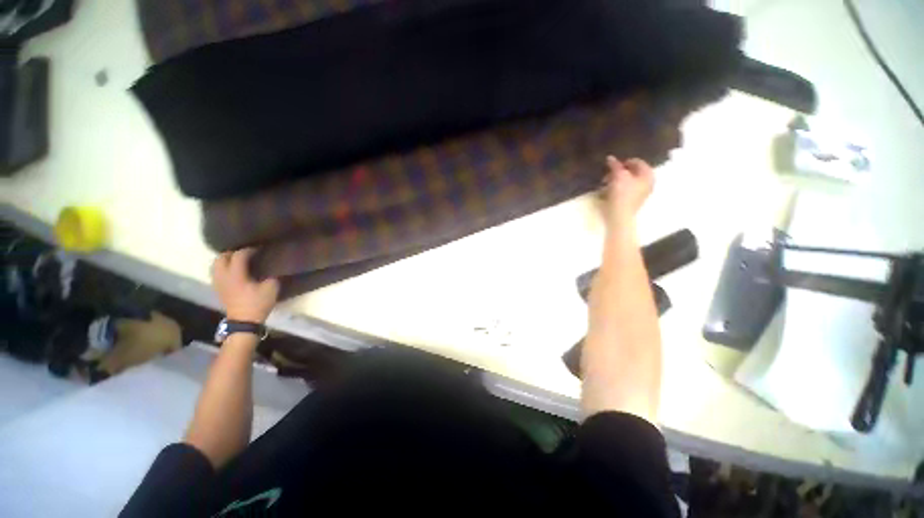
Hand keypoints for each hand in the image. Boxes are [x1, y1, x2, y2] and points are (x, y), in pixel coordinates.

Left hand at [211, 248, 278, 323]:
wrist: (244, 321)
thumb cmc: (257, 303)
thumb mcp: (271, 288)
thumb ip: (270, 275)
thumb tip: (270, 270)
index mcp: (236, 274)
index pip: (238, 255)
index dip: (249, 250)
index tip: (259, 250)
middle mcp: (223, 276)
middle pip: (221, 258)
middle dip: (232, 253)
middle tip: (246, 253)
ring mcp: (218, 283)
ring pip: (216, 265)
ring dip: (226, 260)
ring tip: (238, 261)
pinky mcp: (218, 289)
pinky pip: (217, 273)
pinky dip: (223, 268)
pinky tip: (234, 272)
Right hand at [602, 155, 653, 224]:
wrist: (619, 215)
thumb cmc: (622, 194)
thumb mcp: (618, 176)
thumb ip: (615, 166)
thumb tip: (610, 158)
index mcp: (648, 175)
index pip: (637, 162)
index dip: (624, 162)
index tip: (611, 165)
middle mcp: (648, 183)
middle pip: (632, 172)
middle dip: (618, 172)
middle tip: (607, 175)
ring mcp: (641, 193)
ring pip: (627, 181)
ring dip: (616, 180)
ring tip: (605, 183)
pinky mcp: (633, 201)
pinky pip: (625, 190)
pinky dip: (617, 188)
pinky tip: (608, 191)